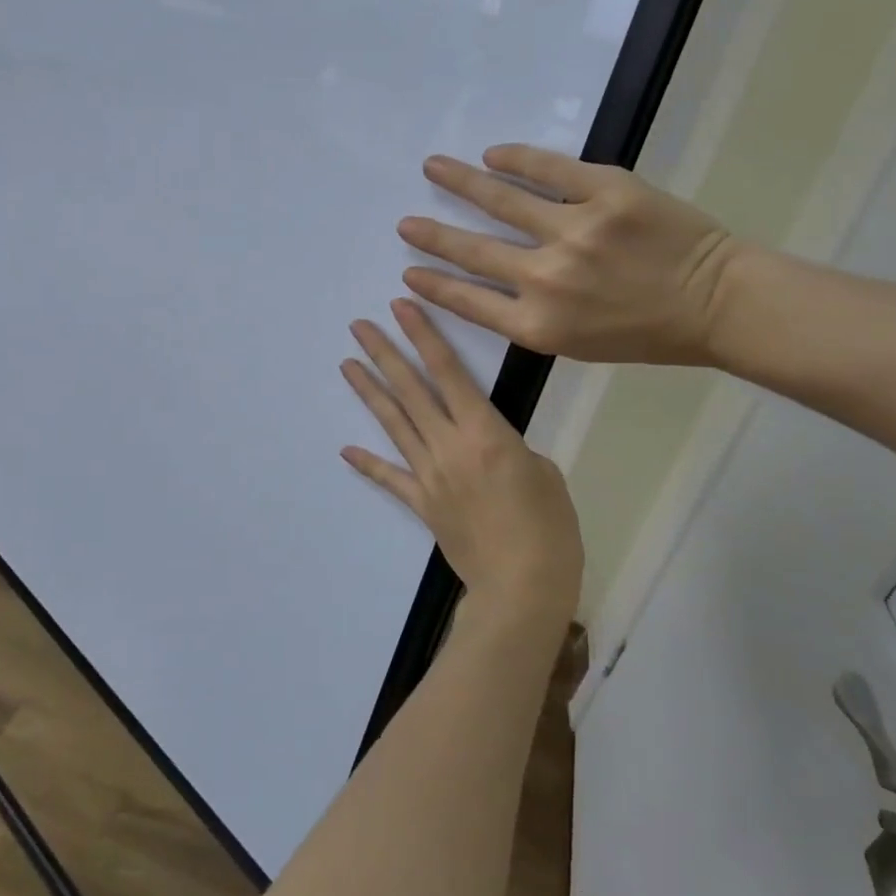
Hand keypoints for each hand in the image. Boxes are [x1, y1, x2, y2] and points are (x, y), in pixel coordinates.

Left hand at [341, 299, 581, 630]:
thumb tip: (489, 446)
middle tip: (359, 326)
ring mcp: (429, 475)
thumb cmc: (548, 527)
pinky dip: (369, 464)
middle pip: (411, 390)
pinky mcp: (422, 504)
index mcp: (484, 432)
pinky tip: (346, 449)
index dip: (424, 336)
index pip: (448, 372)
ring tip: (347, 364)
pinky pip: (391, 478)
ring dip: (370, 392)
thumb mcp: (543, 472)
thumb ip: (510, 448)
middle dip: (385, 354)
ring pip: (394, 424)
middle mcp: (449, 446)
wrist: (522, 587)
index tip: (401, 308)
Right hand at [396, 146, 744, 365]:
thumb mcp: (576, 344)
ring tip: (433, 168)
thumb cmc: (645, 333)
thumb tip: (487, 285)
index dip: (434, 286)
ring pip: (502, 200)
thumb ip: (528, 317)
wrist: (716, 303)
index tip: (408, 275)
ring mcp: (576, 230)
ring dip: (460, 182)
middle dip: (432, 236)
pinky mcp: (607, 191)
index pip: (467, 301)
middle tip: (405, 223)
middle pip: (473, 251)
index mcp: (539, 325)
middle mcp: (547, 278)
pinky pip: (549, 168)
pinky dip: (515, 158)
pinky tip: (492, 153)